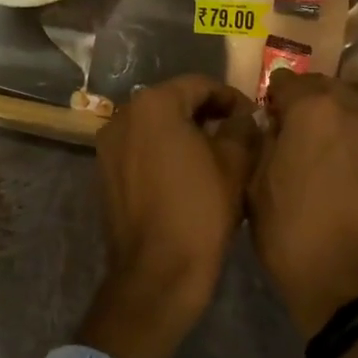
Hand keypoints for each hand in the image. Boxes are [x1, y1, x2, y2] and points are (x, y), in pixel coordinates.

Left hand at [78, 75, 260, 357]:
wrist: (158, 272)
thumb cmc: (201, 211)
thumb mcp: (235, 164)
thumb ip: (242, 127)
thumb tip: (243, 116)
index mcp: (154, 105)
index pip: (200, 85)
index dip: (231, 98)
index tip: (253, 117)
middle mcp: (123, 117)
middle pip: (173, 103)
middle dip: (206, 114)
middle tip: (238, 135)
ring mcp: (108, 147)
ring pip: (154, 127)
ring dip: (184, 134)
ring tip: (215, 156)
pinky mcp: (104, 174)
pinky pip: (140, 150)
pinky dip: (163, 153)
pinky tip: (187, 175)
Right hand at [247, 70, 357, 336]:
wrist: (349, 281)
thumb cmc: (290, 234)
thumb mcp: (256, 186)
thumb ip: (263, 143)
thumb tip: (272, 126)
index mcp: (313, 110)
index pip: (288, 81)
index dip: (273, 96)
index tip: (265, 113)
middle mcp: (353, 110)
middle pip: (326, 87)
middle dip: (306, 99)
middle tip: (288, 126)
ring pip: (351, 107)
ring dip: (331, 116)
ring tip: (315, 145)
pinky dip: (350, 136)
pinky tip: (337, 162)